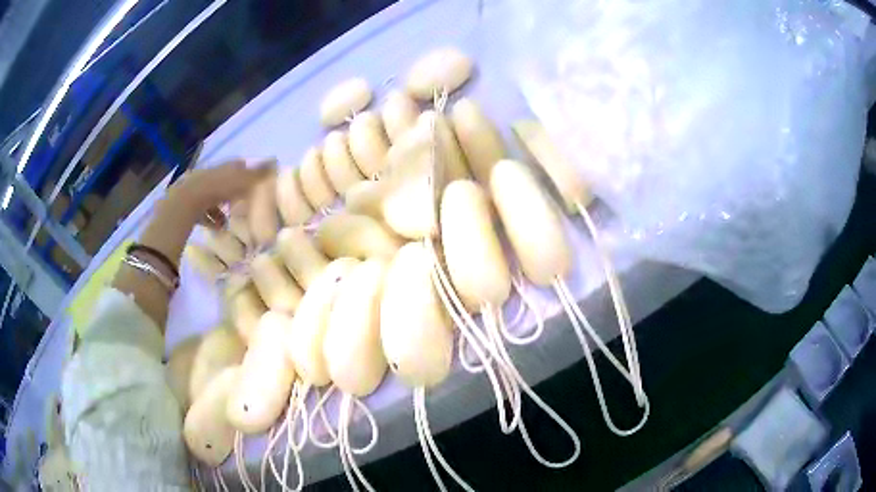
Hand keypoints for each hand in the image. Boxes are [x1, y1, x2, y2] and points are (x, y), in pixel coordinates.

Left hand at [166, 158, 275, 226]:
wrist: (185, 203)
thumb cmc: (215, 191)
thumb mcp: (239, 181)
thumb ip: (256, 173)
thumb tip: (275, 160)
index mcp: (222, 167)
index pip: (237, 166)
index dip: (247, 172)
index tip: (255, 182)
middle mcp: (210, 174)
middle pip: (223, 181)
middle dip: (232, 190)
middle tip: (243, 202)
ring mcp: (197, 189)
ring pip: (212, 197)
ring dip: (221, 207)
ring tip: (229, 221)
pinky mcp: (188, 205)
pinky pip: (202, 211)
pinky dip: (210, 218)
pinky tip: (217, 229)